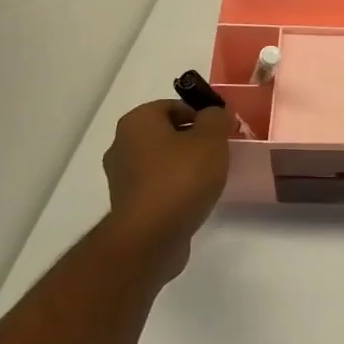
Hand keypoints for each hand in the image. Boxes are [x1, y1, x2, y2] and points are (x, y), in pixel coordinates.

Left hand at [101, 100, 230, 272]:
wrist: (151, 237)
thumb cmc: (181, 178)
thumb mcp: (210, 139)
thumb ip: (216, 118)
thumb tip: (216, 111)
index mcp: (137, 121)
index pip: (172, 105)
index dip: (201, 114)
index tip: (221, 131)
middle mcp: (122, 145)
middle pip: (166, 133)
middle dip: (193, 140)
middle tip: (219, 153)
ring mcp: (122, 177)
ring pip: (161, 161)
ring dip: (184, 166)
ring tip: (210, 179)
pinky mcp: (128, 205)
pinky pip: (157, 186)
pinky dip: (175, 188)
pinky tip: (194, 199)